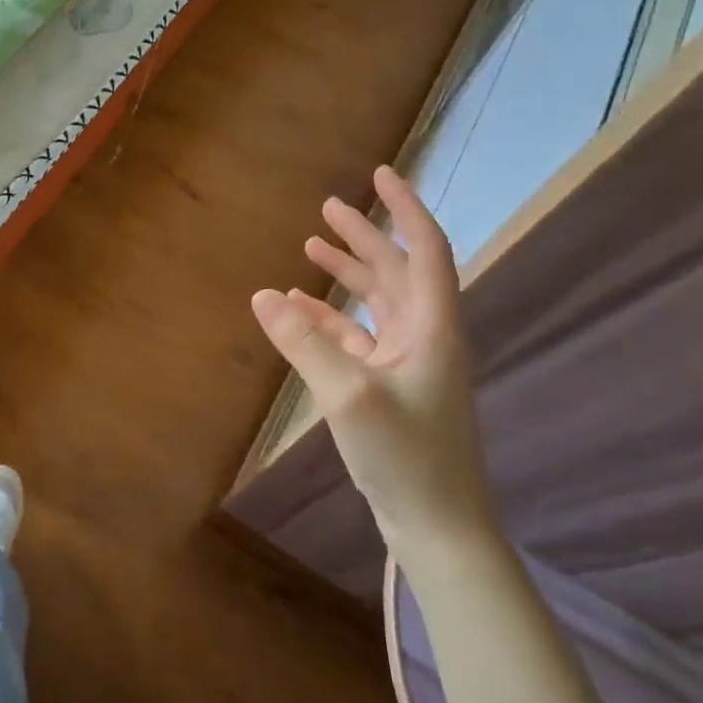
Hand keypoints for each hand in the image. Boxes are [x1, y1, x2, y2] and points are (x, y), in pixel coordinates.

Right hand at [251, 166, 496, 554]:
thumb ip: (304, 343)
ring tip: (310, 247)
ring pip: (377, 302)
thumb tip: (262, 295)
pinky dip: (329, 318)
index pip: (425, 249)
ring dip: (347, 273)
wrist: (440, 528)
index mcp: (432, 326)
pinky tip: (298, 309)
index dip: (405, 208)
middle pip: (397, 270)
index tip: (380, 175)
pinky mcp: (389, 387)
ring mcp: (408, 363)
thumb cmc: (407, 457)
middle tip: (329, 207)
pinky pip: (357, 337)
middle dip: (365, 236)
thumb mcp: (348, 395)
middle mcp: (424, 336)